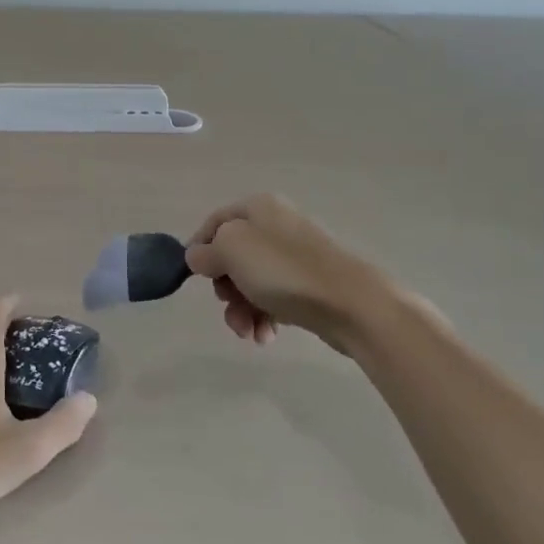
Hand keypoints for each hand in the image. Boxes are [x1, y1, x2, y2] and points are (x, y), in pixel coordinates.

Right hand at [185, 194, 394, 352]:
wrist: (350, 303)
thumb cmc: (283, 270)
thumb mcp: (230, 249)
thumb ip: (205, 251)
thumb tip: (199, 256)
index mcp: (257, 208)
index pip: (214, 222)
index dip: (199, 249)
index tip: (192, 277)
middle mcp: (276, 225)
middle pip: (232, 256)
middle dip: (224, 287)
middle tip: (227, 306)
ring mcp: (295, 256)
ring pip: (251, 281)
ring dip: (242, 309)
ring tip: (248, 332)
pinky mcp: (309, 284)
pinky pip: (274, 297)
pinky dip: (264, 316)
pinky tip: (266, 335)